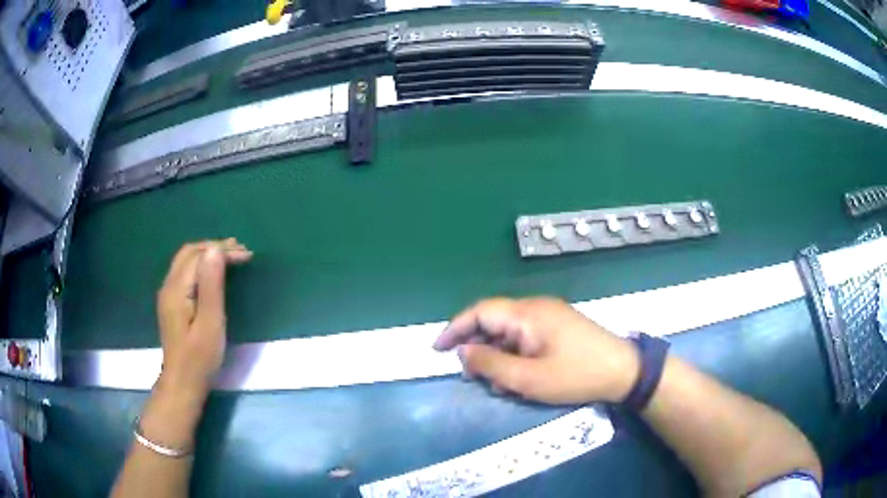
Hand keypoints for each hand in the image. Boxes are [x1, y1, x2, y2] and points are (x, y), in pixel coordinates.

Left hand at [156, 238, 251, 396]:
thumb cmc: (200, 358)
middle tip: (240, 251)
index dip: (222, 251)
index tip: (247, 255)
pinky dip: (202, 265)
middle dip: (215, 247)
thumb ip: (211, 286)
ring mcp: (168, 294)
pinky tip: (213, 273)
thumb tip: (215, 251)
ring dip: (208, 254)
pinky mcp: (172, 303)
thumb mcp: (210, 323)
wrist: (182, 383)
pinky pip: (185, 272)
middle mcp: (168, 286)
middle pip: (189, 253)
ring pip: (186, 261)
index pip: (199, 256)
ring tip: (231, 257)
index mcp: (177, 289)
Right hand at [434, 297, 639, 403]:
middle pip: (493, 320)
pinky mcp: (558, 328)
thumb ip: (491, 364)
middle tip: (470, 375)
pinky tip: (516, 377)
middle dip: (476, 346)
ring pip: (509, 331)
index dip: (455, 328)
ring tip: (495, 382)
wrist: (624, 371)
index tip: (438, 349)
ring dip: (496, 354)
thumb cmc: (576, 375)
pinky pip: (525, 337)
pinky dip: (514, 355)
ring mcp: (549, 317)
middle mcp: (535, 308)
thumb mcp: (529, 378)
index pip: (480, 311)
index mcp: (527, 314)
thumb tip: (462, 352)